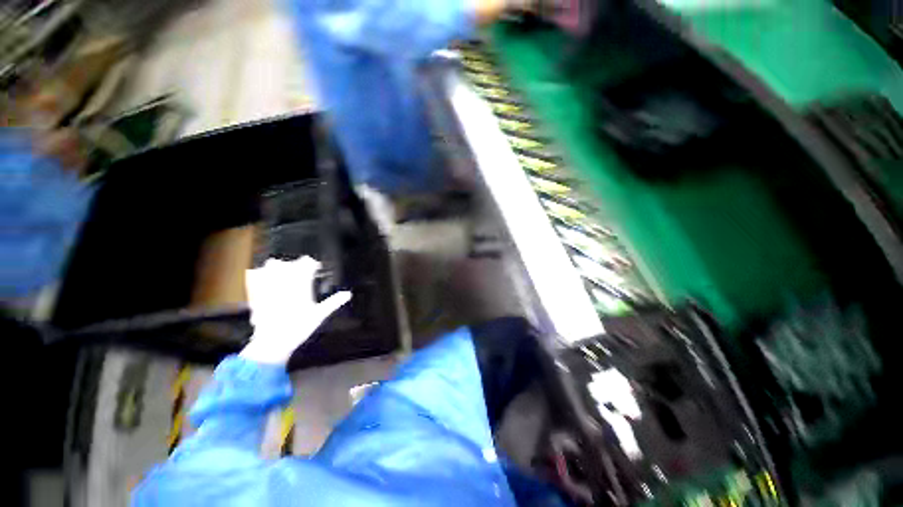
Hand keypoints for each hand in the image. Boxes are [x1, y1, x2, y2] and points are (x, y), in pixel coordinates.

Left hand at [239, 257, 351, 364]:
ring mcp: (269, 287)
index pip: (307, 265)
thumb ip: (333, 302)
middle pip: (289, 263)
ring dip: (279, 266)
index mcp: (301, 287)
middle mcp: (285, 283)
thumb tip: (348, 294)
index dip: (312, 264)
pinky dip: (259, 273)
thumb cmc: (299, 328)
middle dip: (296, 265)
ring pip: (272, 266)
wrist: (272, 343)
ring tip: (283, 272)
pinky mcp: (257, 293)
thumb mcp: (319, 316)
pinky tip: (262, 275)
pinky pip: (254, 276)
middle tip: (301, 271)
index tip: (316, 267)